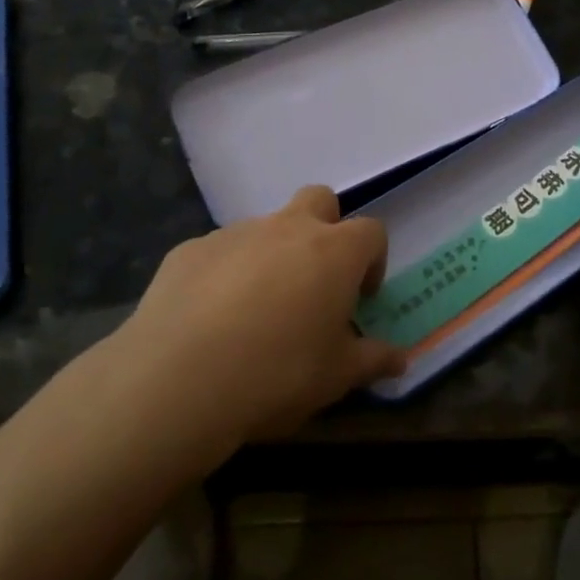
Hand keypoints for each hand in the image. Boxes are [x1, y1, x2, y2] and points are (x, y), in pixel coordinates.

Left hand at [113, 186, 405, 448]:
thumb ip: (373, 361)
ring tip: (255, 312)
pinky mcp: (189, 249)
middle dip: (325, 228)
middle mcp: (287, 228)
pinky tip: (209, 320)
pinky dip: (224, 274)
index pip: (371, 232)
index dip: (373, 261)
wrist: (178, 379)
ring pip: (265, 228)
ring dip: (271, 256)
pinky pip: (219, 252)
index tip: (361, 297)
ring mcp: (235, 234)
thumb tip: (401, 359)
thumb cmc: (277, 374)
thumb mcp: (336, 378)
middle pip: (319, 200)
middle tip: (315, 279)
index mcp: (333, 252)